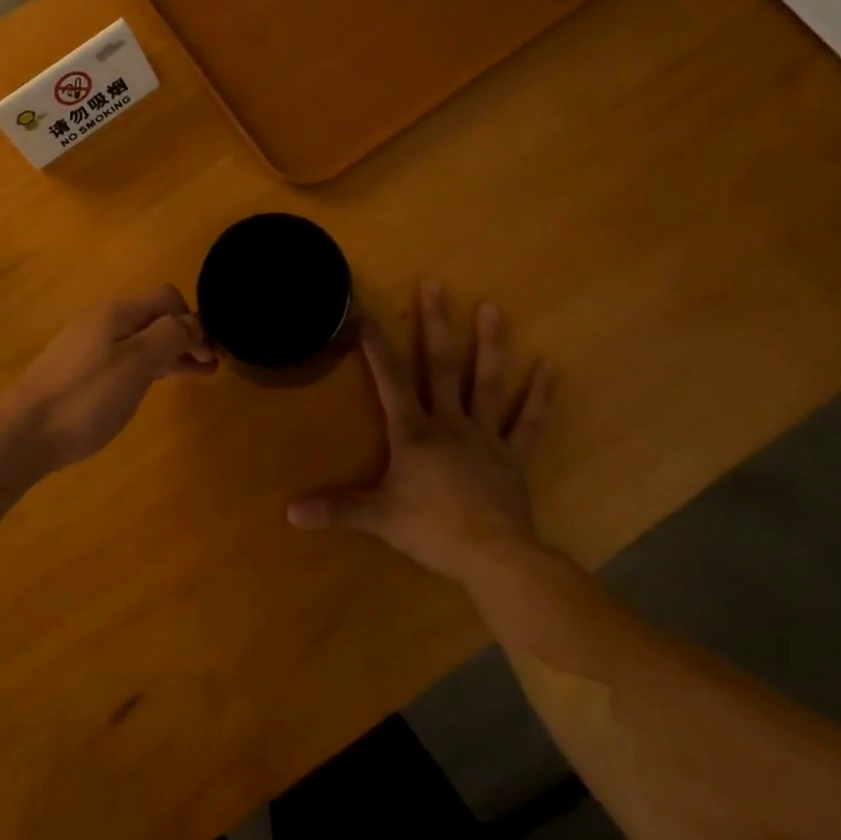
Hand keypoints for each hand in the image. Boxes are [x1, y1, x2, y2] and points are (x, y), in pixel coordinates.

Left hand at [9, 286, 217, 471]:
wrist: (23, 434)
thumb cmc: (85, 398)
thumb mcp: (136, 364)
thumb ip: (168, 336)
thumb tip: (192, 323)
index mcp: (117, 313)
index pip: (167, 298)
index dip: (193, 320)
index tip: (207, 354)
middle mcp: (102, 321)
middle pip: (154, 318)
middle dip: (184, 337)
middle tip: (209, 367)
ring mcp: (88, 346)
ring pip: (140, 339)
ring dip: (169, 352)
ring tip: (194, 375)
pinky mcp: (79, 371)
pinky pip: (124, 357)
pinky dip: (148, 366)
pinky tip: (154, 383)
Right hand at [287, 281, 554, 583]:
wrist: (494, 556)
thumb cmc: (433, 530)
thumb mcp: (378, 518)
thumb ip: (337, 509)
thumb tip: (289, 512)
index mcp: (414, 433)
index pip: (390, 380)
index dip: (376, 347)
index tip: (366, 313)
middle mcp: (449, 423)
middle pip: (439, 366)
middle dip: (435, 324)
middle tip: (435, 283)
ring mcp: (485, 436)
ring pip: (486, 382)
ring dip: (489, 345)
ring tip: (492, 307)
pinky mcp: (513, 456)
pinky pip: (528, 422)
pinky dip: (539, 396)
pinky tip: (551, 367)